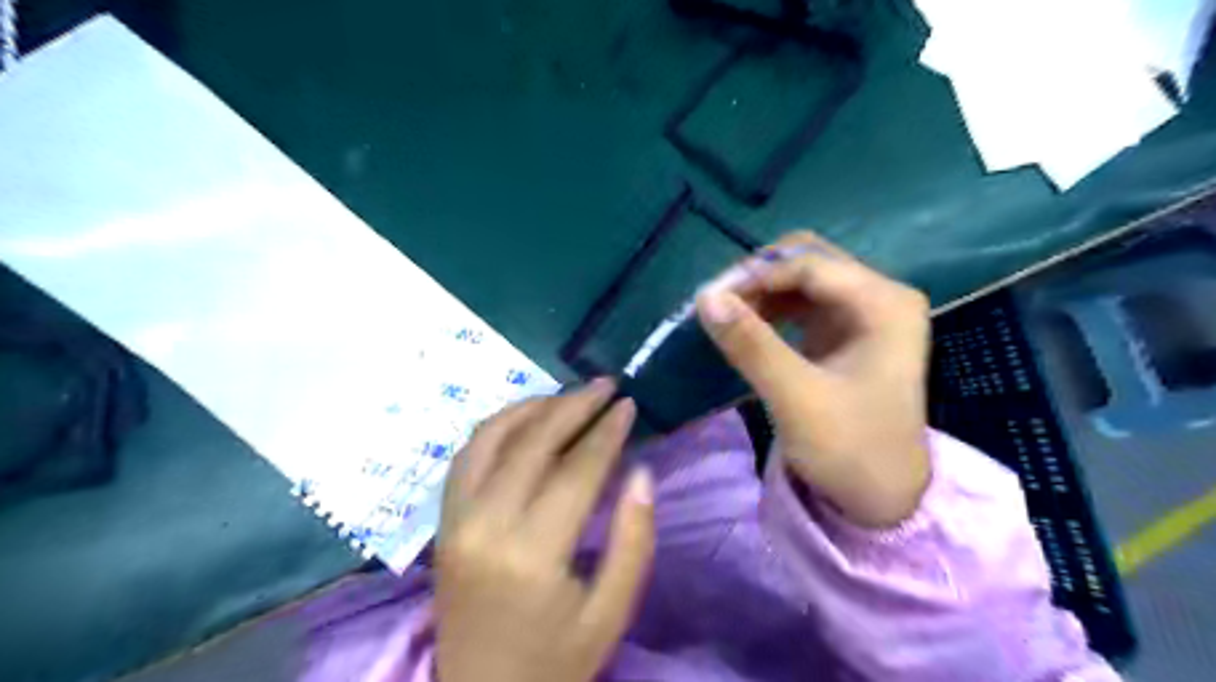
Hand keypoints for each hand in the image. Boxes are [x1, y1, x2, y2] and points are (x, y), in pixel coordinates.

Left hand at [433, 381, 649, 681]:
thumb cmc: (556, 660)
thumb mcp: (611, 612)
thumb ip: (632, 539)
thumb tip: (642, 472)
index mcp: (531, 553)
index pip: (575, 470)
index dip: (606, 432)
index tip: (629, 405)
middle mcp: (485, 525)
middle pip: (532, 443)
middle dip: (574, 406)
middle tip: (606, 386)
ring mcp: (455, 521)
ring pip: (490, 439)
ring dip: (532, 407)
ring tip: (569, 394)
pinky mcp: (443, 523)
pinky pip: (466, 457)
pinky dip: (496, 427)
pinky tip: (525, 418)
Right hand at [692, 232, 932, 527]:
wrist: (883, 498)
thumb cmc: (850, 449)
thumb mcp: (796, 398)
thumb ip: (751, 344)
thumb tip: (704, 297)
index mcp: (884, 303)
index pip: (809, 266)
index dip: (755, 275)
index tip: (709, 300)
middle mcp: (878, 296)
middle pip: (807, 261)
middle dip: (758, 276)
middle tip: (718, 304)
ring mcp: (863, 313)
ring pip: (800, 279)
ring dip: (760, 291)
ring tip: (725, 318)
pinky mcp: (845, 332)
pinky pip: (800, 303)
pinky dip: (769, 309)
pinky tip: (746, 327)